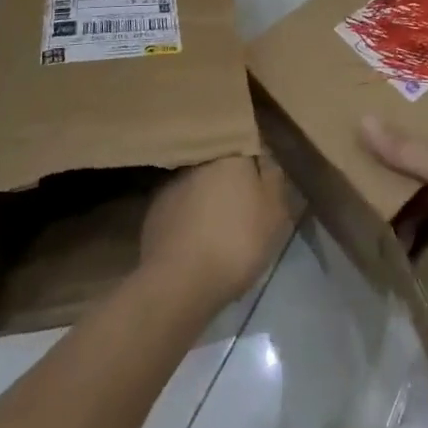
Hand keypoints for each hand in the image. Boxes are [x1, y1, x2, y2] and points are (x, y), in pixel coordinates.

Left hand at [139, 156, 290, 310]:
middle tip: (244, 204)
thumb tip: (266, 158)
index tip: (263, 178)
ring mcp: (170, 185)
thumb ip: (274, 178)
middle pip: (221, 163)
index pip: (247, 143)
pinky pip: (180, 208)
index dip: (256, 161)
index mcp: (230, 153)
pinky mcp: (152, 213)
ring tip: (218, 225)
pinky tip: (196, 241)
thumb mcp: (275, 211)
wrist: (179, 283)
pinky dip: (188, 219)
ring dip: (207, 198)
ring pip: (197, 184)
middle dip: (230, 179)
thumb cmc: (237, 240)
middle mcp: (197, 160)